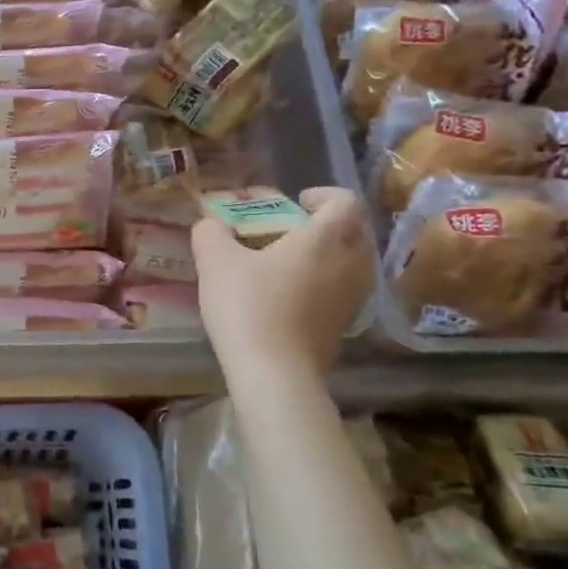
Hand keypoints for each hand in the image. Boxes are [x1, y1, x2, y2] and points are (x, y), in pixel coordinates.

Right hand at [191, 186, 373, 375]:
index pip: (345, 202)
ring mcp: (352, 298)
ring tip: (292, 264)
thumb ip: (211, 233)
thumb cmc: (248, 306)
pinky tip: (292, 297)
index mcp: (323, 239)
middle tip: (294, 230)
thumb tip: (210, 224)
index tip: (297, 203)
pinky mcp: (345, 326)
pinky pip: (344, 292)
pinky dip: (326, 284)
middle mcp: (348, 264)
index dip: (324, 195)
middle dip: (330, 225)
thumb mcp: (215, 262)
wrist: (275, 373)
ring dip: (331, 255)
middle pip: (356, 232)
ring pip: (354, 264)